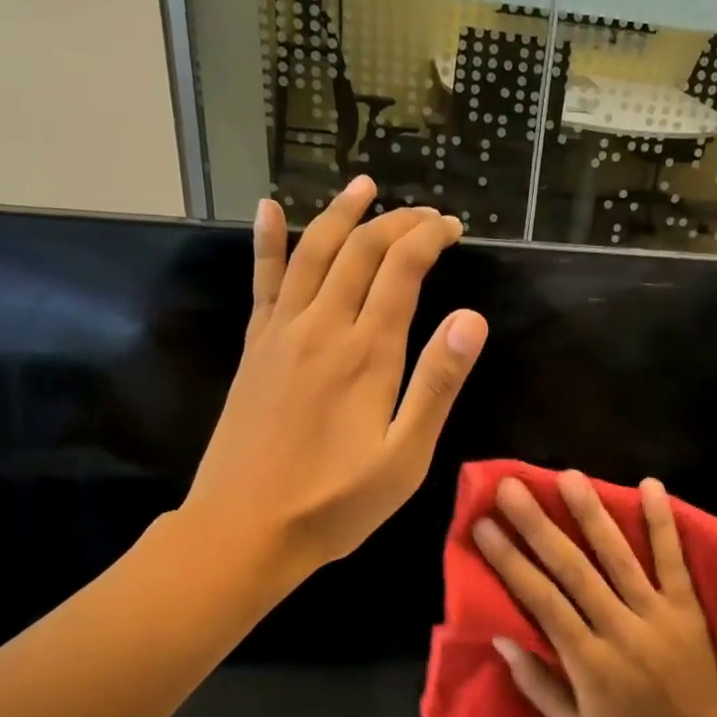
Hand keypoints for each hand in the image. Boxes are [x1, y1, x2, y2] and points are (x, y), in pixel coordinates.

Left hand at [180, 176, 486, 584]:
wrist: (244, 529)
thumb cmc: (335, 503)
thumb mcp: (405, 456)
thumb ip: (437, 384)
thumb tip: (472, 319)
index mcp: (367, 353)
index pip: (402, 270)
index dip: (429, 239)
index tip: (453, 228)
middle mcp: (322, 327)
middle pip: (360, 251)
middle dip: (397, 223)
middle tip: (427, 213)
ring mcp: (281, 334)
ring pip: (313, 253)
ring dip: (341, 215)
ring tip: (364, 186)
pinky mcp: (255, 349)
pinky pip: (262, 282)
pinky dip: (268, 241)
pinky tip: (270, 209)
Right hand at [471, 471, 716, 716]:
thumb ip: (537, 683)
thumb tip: (502, 636)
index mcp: (589, 662)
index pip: (541, 601)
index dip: (510, 561)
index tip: (484, 527)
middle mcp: (620, 629)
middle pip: (573, 569)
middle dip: (539, 525)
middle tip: (511, 488)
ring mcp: (657, 614)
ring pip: (619, 556)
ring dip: (592, 514)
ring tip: (568, 476)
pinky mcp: (688, 607)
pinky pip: (674, 559)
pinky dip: (663, 522)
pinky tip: (651, 486)